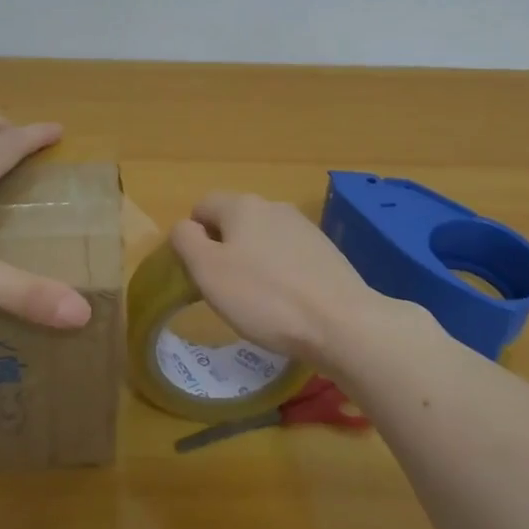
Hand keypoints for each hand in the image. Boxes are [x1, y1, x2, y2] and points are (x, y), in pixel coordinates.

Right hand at [170, 192, 389, 369]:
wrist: (342, 322)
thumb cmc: (265, 298)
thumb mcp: (208, 272)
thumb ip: (186, 241)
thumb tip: (186, 227)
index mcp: (241, 205)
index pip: (202, 206)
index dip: (193, 237)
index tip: (198, 273)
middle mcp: (273, 206)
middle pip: (234, 221)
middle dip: (224, 249)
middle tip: (224, 289)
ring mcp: (303, 227)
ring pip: (262, 238)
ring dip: (253, 261)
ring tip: (257, 300)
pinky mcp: (325, 251)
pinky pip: (288, 255)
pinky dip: (280, 273)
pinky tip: (287, 303)